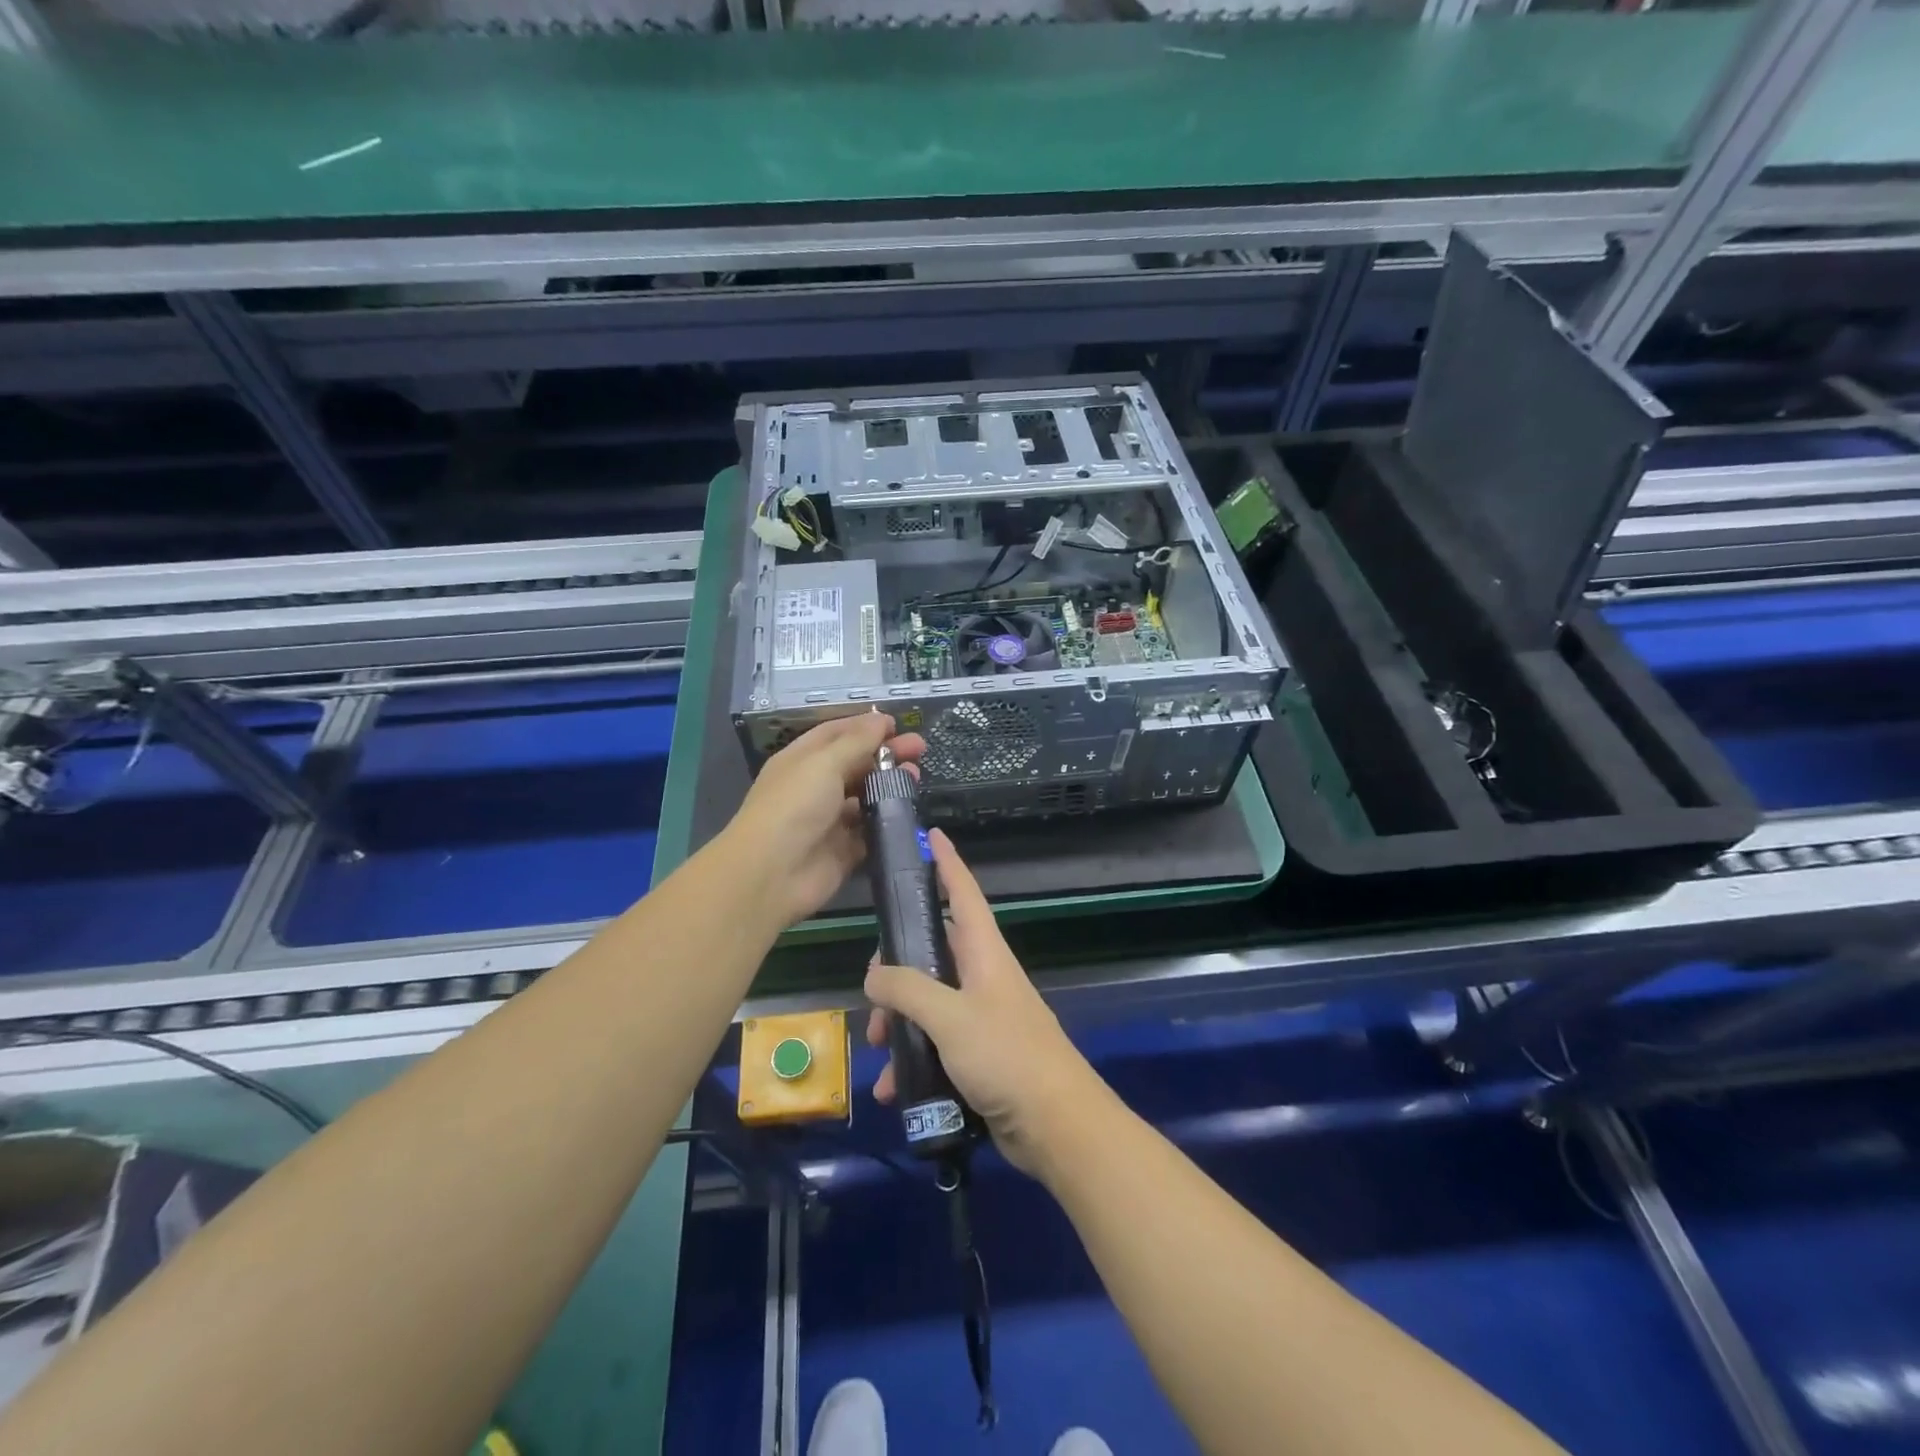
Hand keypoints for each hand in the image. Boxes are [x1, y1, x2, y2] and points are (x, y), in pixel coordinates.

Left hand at [724, 713, 924, 928]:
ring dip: (891, 786)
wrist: (771, 874)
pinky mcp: (844, 850)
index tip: (898, 724)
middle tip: (920, 749)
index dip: (866, 726)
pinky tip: (910, 812)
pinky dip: (888, 822)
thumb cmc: (794, 807)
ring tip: (917, 778)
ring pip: (867, 797)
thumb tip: (882, 719)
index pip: (837, 734)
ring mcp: (830, 820)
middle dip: (886, 754)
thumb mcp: (824, 764)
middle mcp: (816, 787)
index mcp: (804, 760)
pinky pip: (871, 832)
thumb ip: (857, 742)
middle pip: (857, 763)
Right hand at [865, 830, 1100, 1177]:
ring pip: (929, 1002)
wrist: (1056, 1125)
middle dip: (897, 970)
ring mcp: (983, 1016)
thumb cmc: (1006, 1056)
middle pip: (932, 952)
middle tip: (873, 994)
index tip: (932, 835)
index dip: (947, 863)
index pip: (963, 893)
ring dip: (899, 1022)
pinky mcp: (980, 1054)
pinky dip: (913, 1059)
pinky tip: (894, 1090)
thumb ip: (907, 989)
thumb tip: (874, 973)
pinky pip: (936, 1044)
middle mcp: (984, 977)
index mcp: (984, 953)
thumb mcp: (950, 1017)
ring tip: (879, 1049)